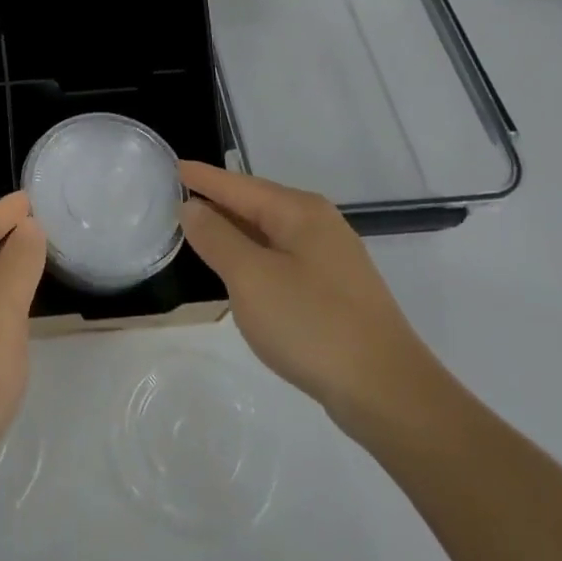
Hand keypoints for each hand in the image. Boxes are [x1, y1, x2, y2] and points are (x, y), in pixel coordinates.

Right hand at [179, 162, 444, 439]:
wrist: (389, 395)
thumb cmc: (313, 325)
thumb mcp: (251, 278)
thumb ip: (217, 238)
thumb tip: (192, 208)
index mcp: (299, 211)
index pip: (238, 185)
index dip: (203, 178)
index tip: (172, 166)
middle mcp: (318, 224)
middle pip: (255, 204)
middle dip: (218, 202)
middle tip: (177, 200)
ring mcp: (331, 259)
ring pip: (268, 234)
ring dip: (234, 232)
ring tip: (198, 232)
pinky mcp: (335, 291)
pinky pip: (281, 259)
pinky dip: (253, 258)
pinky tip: (238, 273)